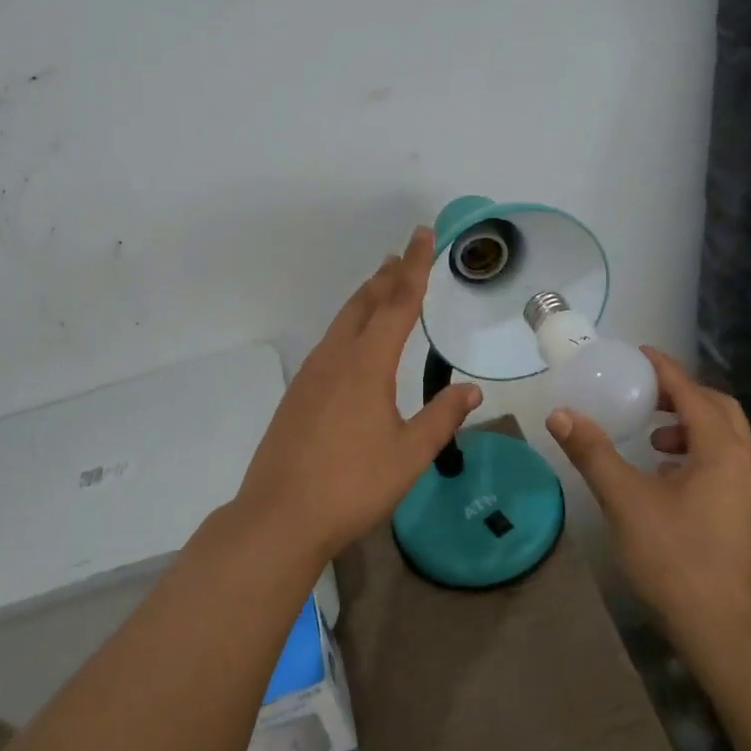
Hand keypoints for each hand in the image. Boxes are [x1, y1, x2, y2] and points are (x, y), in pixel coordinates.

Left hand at [235, 226, 481, 561]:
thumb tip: (471, 390)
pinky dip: (350, 325)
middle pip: (365, 303)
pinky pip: (330, 342)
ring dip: (366, 298)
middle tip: (404, 254)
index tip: (423, 235)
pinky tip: (353, 342)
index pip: (397, 303)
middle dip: (387, 276)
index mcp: (367, 365)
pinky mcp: (298, 393)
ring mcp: (311, 374)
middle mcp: (336, 358)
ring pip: (343, 321)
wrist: (280, 516)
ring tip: (382, 285)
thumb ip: (441, 418)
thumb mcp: (409, 455)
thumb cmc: (352, 485)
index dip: (415, 267)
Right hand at [547, 349, 750, 653]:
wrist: (728, 635)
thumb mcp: (626, 501)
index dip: (664, 369)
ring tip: (651, 439)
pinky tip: (664, 479)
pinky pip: (723, 465)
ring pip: (724, 440)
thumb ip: (593, 454)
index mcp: (722, 451)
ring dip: (689, 427)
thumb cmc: (677, 559)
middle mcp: (745, 464)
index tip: (637, 354)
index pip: (692, 392)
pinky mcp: (747, 518)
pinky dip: (695, 455)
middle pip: (718, 410)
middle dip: (681, 395)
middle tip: (644, 394)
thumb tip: (560, 414)